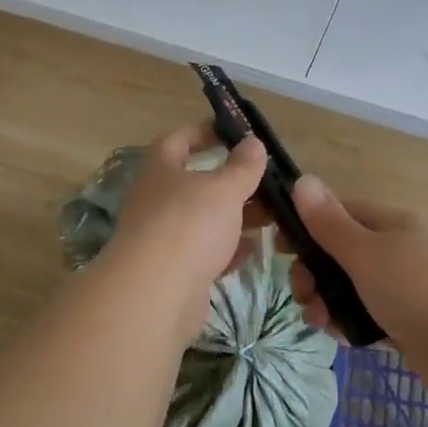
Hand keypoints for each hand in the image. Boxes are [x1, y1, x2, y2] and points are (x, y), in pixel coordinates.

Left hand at [104, 124, 267, 328]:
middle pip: (197, 182)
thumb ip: (243, 166)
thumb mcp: (224, 188)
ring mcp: (164, 237)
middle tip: (267, 183)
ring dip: (235, 217)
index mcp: (162, 169)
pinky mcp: (174, 271)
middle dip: (232, 182)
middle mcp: (158, 199)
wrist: (156, 295)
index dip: (205, 131)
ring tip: (271, 217)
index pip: (180, 139)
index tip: (235, 133)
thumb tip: (253, 143)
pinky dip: (228, 250)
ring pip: (205, 219)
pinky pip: (205, 253)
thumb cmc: (189, 225)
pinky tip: (252, 250)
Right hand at [288, 175, 427, 397]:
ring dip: (327, 301)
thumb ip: (329, 222)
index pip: (340, 212)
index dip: (307, 224)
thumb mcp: (364, 252)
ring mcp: (404, 288)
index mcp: (390, 224)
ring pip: (351, 287)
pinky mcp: (407, 323)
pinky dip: (349, 323)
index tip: (279, 245)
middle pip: (341, 253)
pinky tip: (341, 338)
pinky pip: (367, 315)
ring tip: (319, 321)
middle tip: (302, 293)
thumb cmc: (415, 289)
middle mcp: (397, 250)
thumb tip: (302, 179)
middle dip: (314, 272)